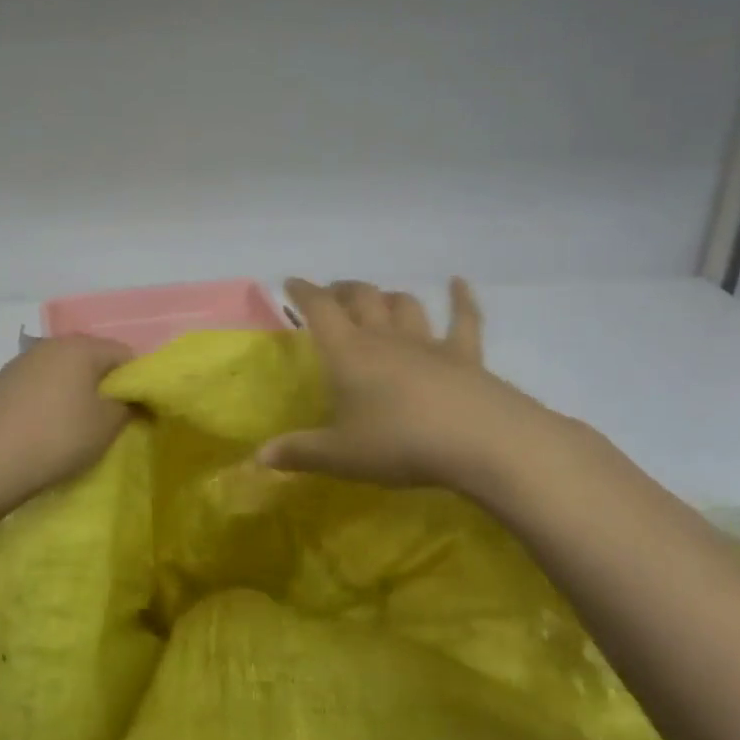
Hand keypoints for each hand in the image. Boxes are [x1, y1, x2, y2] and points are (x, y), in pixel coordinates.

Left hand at [0, 336, 133, 547]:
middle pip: (90, 357)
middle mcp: (51, 344)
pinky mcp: (1, 380)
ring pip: (62, 368)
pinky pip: (38, 382)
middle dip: (103, 382)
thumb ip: (129, 404)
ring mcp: (22, 360)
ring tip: (74, 421)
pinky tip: (44, 423)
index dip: (136, 379)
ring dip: (74, 387)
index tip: (137, 407)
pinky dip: (48, 395)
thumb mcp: (107, 425)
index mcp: (81, 347)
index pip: (123, 353)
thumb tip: (131, 396)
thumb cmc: (60, 438)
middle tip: (108, 415)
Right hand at [259, 277, 568, 496]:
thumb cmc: (399, 444)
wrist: (480, 441)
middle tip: (333, 293)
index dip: (304, 293)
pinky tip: (458, 283)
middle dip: (343, 291)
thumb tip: (259, 457)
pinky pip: (465, 320)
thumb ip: (300, 453)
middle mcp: (385, 339)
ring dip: (389, 297)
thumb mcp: (340, 456)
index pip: (320, 310)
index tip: (291, 282)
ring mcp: (428, 344)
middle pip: (362, 299)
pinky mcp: (466, 356)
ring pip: (404, 306)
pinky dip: (461, 299)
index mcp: (349, 354)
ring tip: (379, 299)